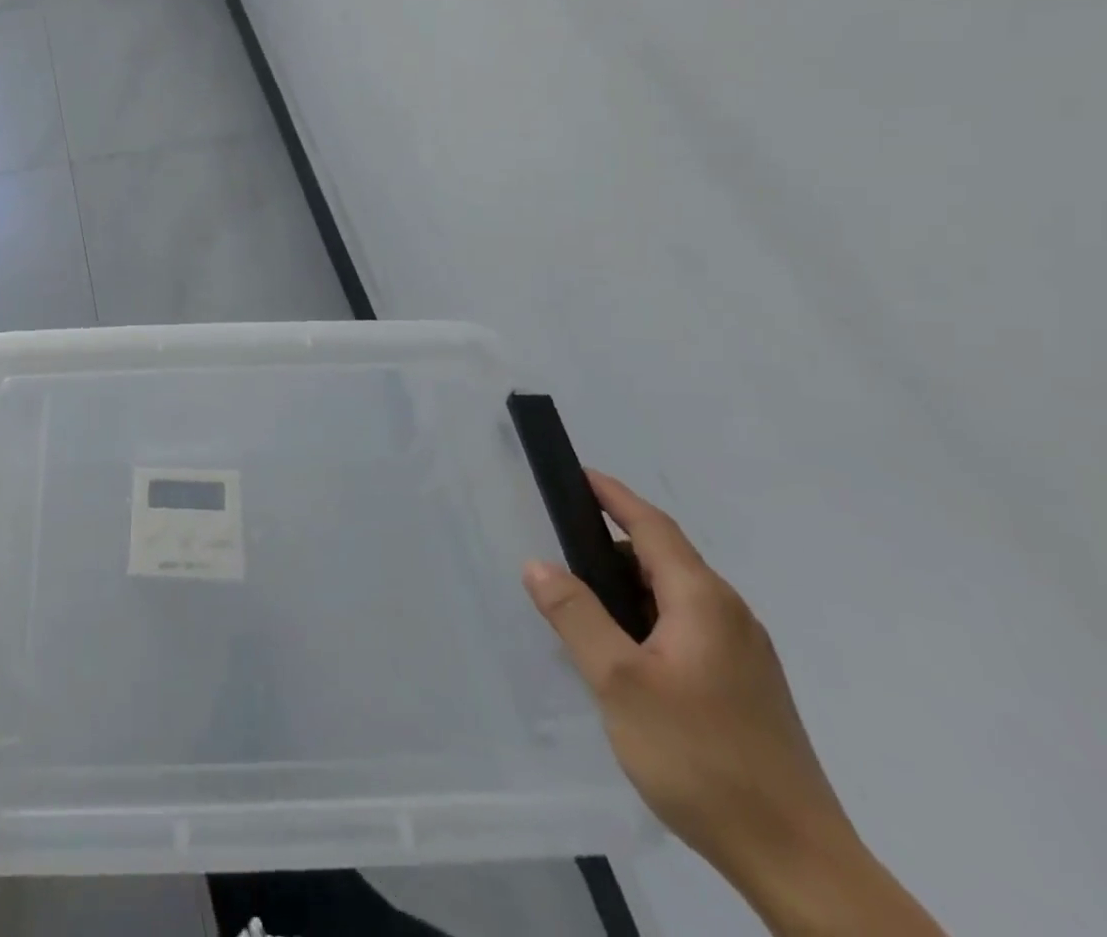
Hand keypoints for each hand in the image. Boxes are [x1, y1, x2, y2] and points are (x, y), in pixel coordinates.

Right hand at [521, 472, 852, 889]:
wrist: (797, 862)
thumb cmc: (701, 756)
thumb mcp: (619, 681)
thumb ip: (575, 615)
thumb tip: (538, 564)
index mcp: (704, 602)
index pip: (652, 526)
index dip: (613, 496)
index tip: (578, 474)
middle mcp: (730, 616)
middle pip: (662, 558)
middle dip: (609, 547)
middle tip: (558, 556)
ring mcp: (744, 654)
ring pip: (673, 597)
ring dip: (626, 588)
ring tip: (581, 610)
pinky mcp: (745, 687)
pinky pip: (685, 628)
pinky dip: (645, 620)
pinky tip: (622, 655)